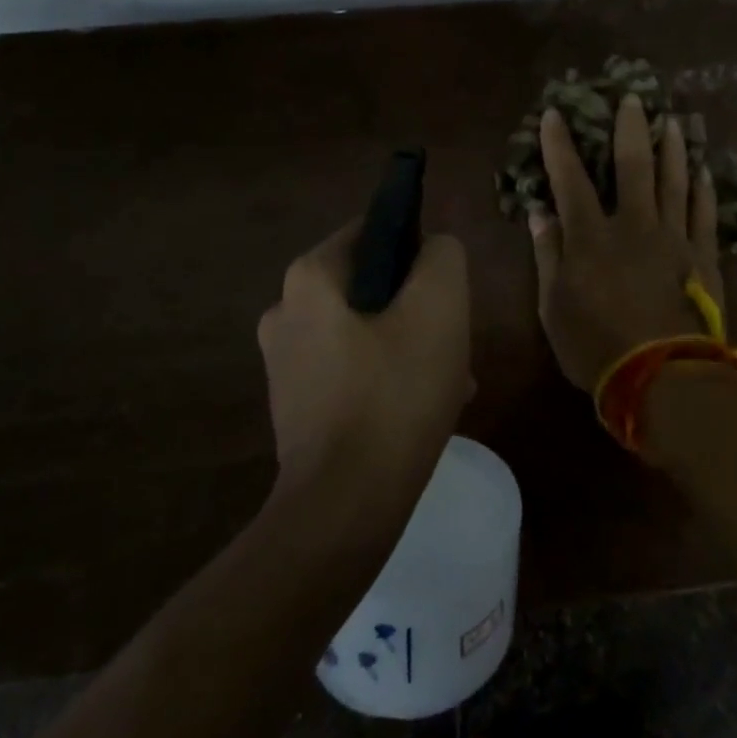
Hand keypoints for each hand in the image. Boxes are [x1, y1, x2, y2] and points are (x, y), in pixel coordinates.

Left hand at [257, 222, 472, 493]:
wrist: (345, 506)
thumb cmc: (394, 394)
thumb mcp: (439, 307)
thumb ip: (442, 256)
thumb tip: (433, 248)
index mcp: (309, 277)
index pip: (374, 231)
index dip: (417, 251)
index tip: (445, 291)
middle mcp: (285, 310)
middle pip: (371, 286)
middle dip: (417, 309)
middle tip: (453, 344)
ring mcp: (284, 361)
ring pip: (365, 331)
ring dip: (409, 347)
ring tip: (450, 384)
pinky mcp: (294, 404)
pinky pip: (350, 370)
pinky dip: (386, 379)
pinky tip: (420, 411)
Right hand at [529, 95, 725, 392]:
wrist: (665, 379)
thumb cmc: (598, 347)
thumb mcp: (554, 308)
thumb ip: (547, 255)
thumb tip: (538, 212)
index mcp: (591, 237)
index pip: (571, 179)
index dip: (560, 144)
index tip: (556, 113)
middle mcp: (634, 225)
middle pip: (633, 165)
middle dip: (630, 128)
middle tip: (634, 97)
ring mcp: (674, 237)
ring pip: (675, 180)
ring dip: (674, 147)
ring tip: (674, 120)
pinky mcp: (704, 256)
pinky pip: (705, 212)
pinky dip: (704, 187)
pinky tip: (704, 168)